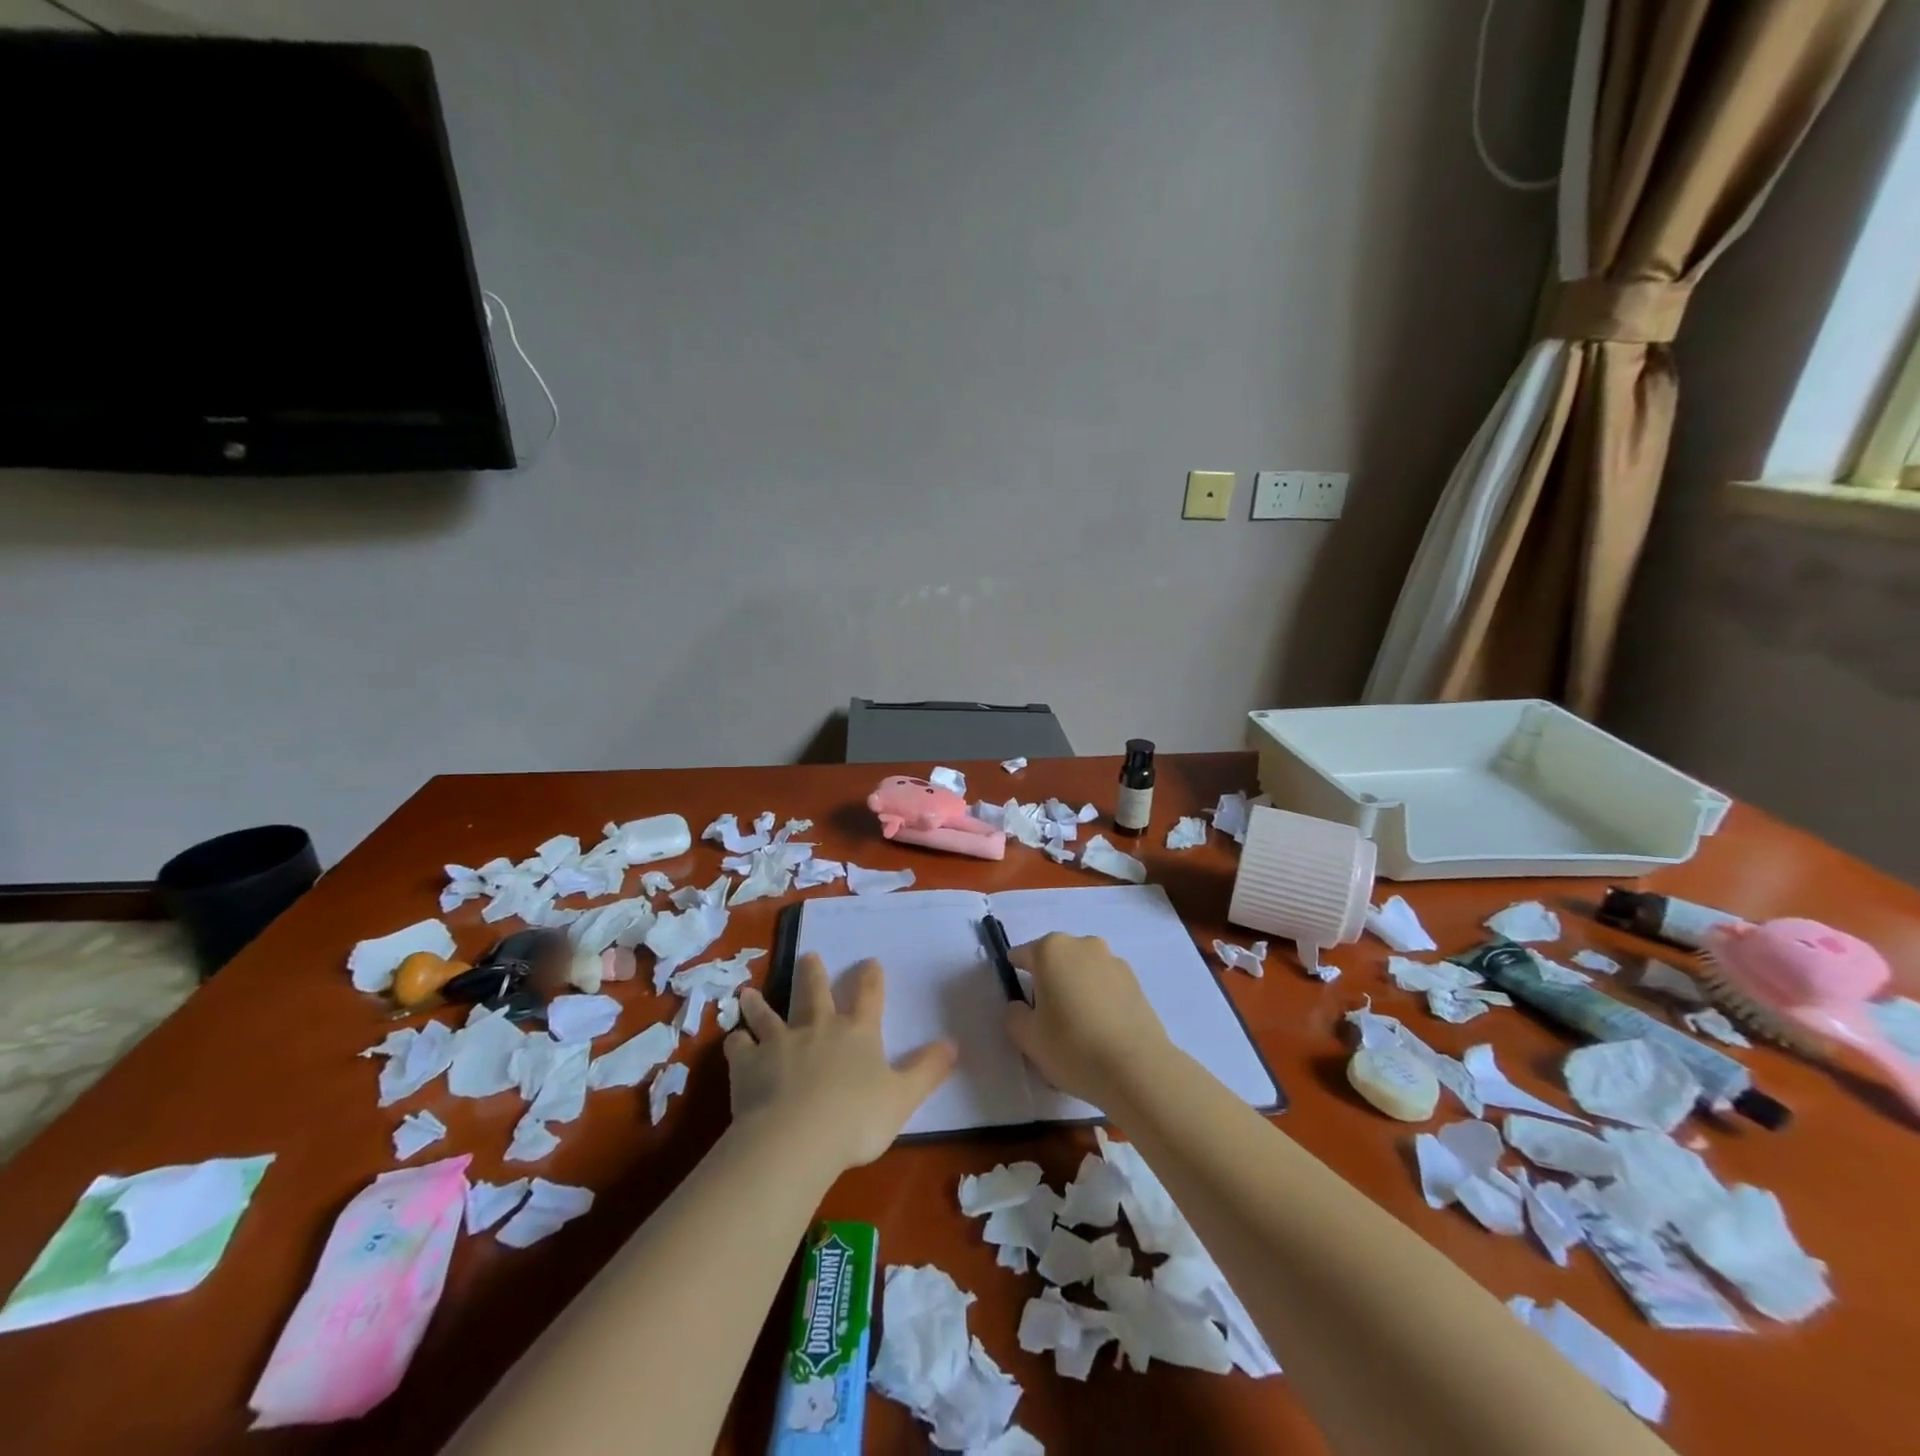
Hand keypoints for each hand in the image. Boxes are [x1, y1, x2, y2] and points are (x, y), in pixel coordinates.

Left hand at [724, 953, 956, 1170]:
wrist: (796, 1137)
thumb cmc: (856, 1118)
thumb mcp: (903, 1097)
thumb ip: (928, 1070)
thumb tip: (954, 1044)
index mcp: (857, 1033)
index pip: (869, 996)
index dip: (871, 978)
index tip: (870, 961)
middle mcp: (818, 1028)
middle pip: (814, 993)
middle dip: (812, 973)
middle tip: (808, 955)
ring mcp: (780, 1043)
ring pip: (768, 1015)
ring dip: (759, 1004)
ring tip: (747, 993)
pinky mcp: (748, 1064)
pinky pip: (739, 1048)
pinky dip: (736, 1044)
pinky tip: (733, 1042)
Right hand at [1005, 932, 1171, 1105]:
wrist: (1137, 1070)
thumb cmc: (1073, 1047)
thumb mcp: (1027, 1037)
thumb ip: (1014, 1014)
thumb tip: (1022, 1005)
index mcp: (1051, 950)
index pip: (1022, 956)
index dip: (1015, 977)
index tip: (1019, 1003)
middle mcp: (1083, 945)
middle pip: (1055, 960)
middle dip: (1048, 981)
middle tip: (1046, 1018)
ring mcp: (1113, 961)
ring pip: (1082, 971)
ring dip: (1075, 988)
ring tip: (1077, 1028)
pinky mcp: (1136, 982)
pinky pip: (1105, 985)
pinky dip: (1098, 999)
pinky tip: (1100, 1031)